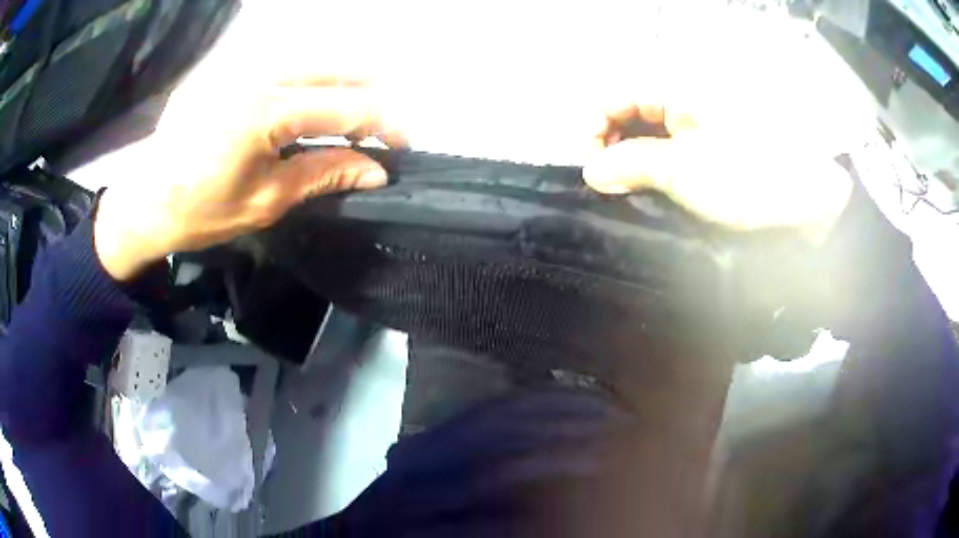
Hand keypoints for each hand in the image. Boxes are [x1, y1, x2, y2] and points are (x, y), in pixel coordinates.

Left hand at [94, 1, 403, 281]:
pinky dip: (310, 81)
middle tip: (375, 135)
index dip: (386, 125)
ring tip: (346, 122)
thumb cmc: (200, 210)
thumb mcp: (266, 201)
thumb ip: (324, 174)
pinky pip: (287, 63)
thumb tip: (377, 171)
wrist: (145, 199)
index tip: (402, 149)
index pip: (350, 106)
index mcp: (269, 111)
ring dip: (342, 86)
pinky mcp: (233, 65)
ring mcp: (246, 63)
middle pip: (342, 68)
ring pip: (317, 59)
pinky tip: (306, 108)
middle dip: (370, 99)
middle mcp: (262, 73)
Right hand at [582, 17, 871, 235]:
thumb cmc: (747, 177)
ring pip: (650, 129)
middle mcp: (685, 97)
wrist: (808, 200)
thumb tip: (589, 171)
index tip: (590, 164)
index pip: (615, 93)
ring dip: (634, 157)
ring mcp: (701, 121)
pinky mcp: (714, 144)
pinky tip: (658, 187)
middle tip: (610, 182)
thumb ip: (630, 165)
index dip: (595, 125)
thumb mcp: (683, 171)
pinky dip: (658, 165)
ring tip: (633, 189)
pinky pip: (673, 145)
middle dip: (612, 143)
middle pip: (630, 109)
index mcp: (677, 88)